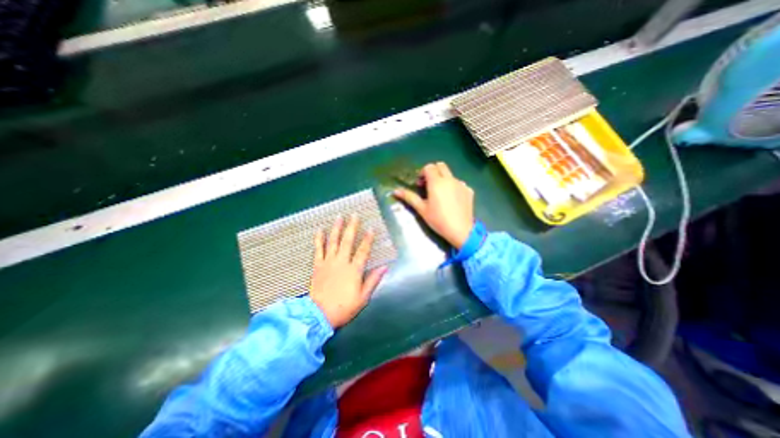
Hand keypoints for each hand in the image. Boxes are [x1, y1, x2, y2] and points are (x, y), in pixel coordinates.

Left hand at [308, 214, 386, 327]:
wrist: (319, 315)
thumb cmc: (344, 307)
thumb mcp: (363, 297)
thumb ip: (373, 280)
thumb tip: (384, 267)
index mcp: (354, 270)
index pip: (363, 251)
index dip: (368, 239)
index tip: (371, 228)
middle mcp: (341, 262)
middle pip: (347, 241)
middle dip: (352, 227)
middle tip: (354, 215)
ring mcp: (328, 262)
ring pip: (333, 242)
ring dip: (337, 229)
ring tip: (339, 217)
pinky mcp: (318, 266)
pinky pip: (318, 249)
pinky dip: (319, 239)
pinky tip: (320, 230)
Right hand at [393, 161, 472, 248]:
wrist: (461, 231)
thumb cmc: (438, 220)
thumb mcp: (422, 209)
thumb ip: (409, 197)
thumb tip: (396, 191)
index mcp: (437, 182)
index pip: (429, 167)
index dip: (422, 173)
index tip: (421, 185)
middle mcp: (450, 179)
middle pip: (441, 165)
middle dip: (433, 172)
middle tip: (429, 185)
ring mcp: (461, 184)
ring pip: (450, 175)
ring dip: (443, 179)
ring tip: (441, 195)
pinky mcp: (469, 191)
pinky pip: (459, 183)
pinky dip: (453, 187)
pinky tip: (452, 200)